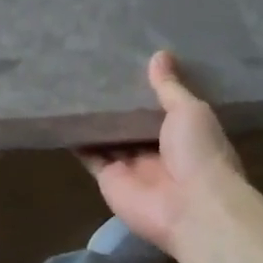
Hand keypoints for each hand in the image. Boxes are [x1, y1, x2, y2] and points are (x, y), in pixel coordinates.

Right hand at [79, 51, 241, 251]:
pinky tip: (62, 116)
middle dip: (117, 104)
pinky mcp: (109, 179)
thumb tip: (160, 54)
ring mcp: (131, 166)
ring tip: (72, 87)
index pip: (162, 109)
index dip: (146, 90)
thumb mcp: (190, 111)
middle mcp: (157, 151)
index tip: (128, 64)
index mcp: (184, 135)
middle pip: (131, 124)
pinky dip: (77, 139)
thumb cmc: (200, 153)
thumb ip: (170, 87)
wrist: (191, 208)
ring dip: (95, 120)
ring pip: (109, 138)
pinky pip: (89, 155)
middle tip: (93, 71)